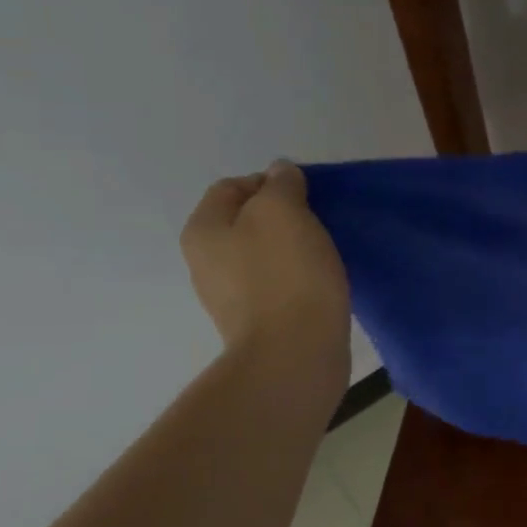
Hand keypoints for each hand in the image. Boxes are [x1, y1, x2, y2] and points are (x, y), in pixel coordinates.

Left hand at [182, 161, 350, 375]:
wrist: (294, 353)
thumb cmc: (287, 274)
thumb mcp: (284, 211)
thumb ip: (281, 184)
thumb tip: (279, 173)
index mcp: (203, 230)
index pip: (232, 186)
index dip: (271, 183)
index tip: (308, 197)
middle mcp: (205, 261)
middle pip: (246, 221)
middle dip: (283, 217)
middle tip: (319, 225)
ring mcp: (229, 296)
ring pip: (263, 255)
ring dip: (292, 249)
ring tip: (323, 256)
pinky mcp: (256, 322)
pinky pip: (276, 285)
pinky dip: (297, 279)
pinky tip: (320, 285)